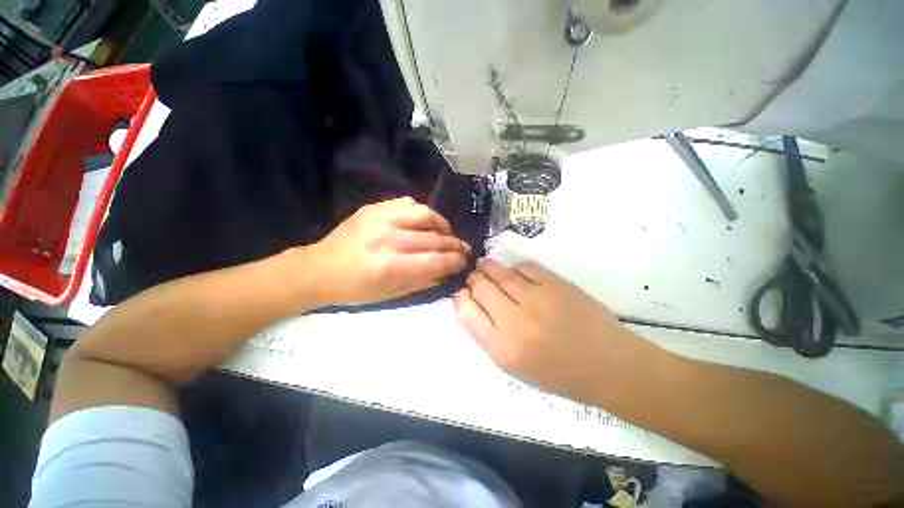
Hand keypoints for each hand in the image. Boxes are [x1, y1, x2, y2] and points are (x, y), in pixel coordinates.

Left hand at [307, 197, 470, 304]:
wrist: (319, 269)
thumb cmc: (355, 289)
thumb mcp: (391, 295)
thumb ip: (424, 281)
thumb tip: (448, 271)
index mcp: (391, 266)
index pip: (437, 261)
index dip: (456, 261)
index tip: (465, 262)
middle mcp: (389, 238)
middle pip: (435, 238)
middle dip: (456, 245)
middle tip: (464, 249)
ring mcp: (381, 218)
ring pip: (426, 215)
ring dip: (443, 225)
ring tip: (448, 233)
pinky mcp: (374, 208)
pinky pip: (409, 203)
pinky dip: (423, 213)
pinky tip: (427, 222)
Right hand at [454, 259, 639, 402]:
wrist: (608, 366)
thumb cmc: (558, 373)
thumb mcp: (514, 366)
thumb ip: (489, 335)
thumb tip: (474, 304)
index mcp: (501, 349)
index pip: (466, 312)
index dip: (461, 298)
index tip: (465, 294)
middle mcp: (514, 322)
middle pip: (480, 287)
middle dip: (474, 280)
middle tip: (476, 278)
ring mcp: (536, 299)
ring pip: (499, 272)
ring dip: (489, 267)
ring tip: (487, 268)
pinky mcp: (555, 284)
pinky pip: (524, 267)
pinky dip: (516, 268)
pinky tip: (517, 274)